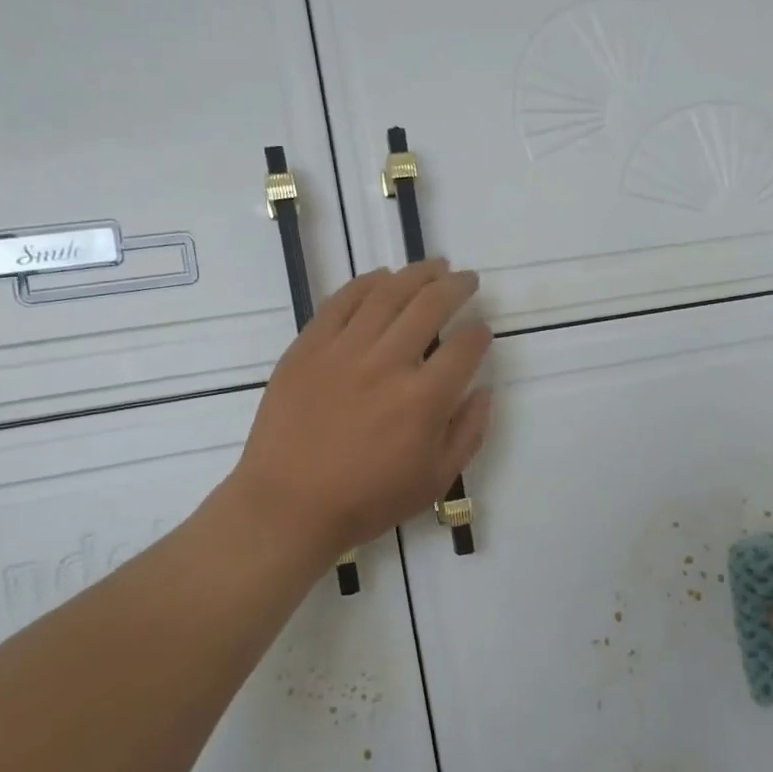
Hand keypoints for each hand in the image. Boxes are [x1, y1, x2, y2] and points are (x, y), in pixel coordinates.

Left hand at [229, 260, 492, 560]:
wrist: (288, 505)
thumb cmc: (367, 500)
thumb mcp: (435, 480)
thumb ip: (469, 433)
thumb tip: (484, 391)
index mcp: (424, 399)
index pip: (465, 348)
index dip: (480, 334)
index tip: (482, 332)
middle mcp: (388, 363)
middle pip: (430, 305)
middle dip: (456, 287)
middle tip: (467, 279)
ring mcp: (344, 351)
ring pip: (387, 294)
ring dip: (417, 274)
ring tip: (434, 266)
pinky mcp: (308, 347)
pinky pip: (341, 302)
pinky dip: (367, 284)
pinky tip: (383, 277)